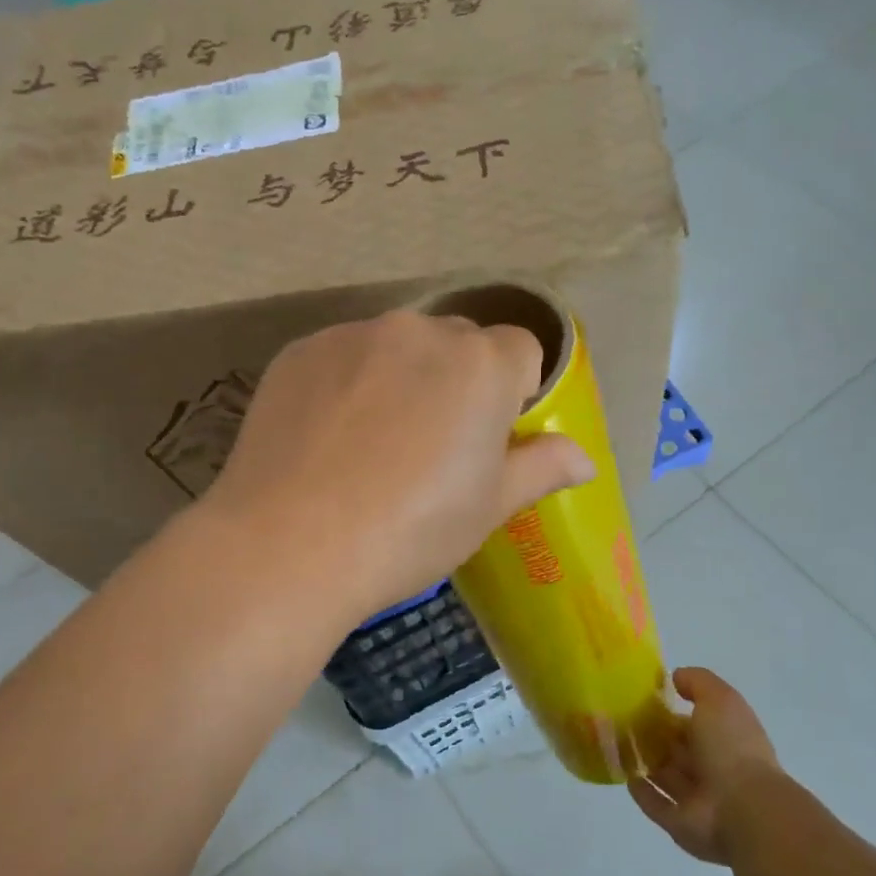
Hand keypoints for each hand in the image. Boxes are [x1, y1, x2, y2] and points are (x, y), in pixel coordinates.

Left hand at [201, 309, 593, 624]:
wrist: (290, 545)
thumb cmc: (410, 531)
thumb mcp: (489, 508)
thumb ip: (541, 468)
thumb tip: (585, 459)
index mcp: (482, 364)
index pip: (521, 350)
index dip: (512, 393)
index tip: (488, 439)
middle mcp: (420, 330)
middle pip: (458, 343)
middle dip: (457, 381)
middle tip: (429, 447)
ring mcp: (353, 335)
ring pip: (396, 347)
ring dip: (399, 378)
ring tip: (370, 446)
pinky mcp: (299, 350)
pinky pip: (342, 356)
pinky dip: (345, 384)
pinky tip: (326, 438)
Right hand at [630, 668, 782, 864]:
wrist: (745, 809)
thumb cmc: (732, 748)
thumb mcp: (719, 699)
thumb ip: (697, 683)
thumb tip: (675, 677)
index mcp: (725, 738)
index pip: (693, 722)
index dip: (670, 710)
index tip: (641, 699)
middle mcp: (713, 768)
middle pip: (678, 750)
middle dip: (654, 737)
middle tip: (620, 721)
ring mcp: (697, 799)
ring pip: (665, 776)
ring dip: (644, 762)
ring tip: (614, 744)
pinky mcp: (680, 824)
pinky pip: (656, 806)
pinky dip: (642, 792)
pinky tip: (625, 775)